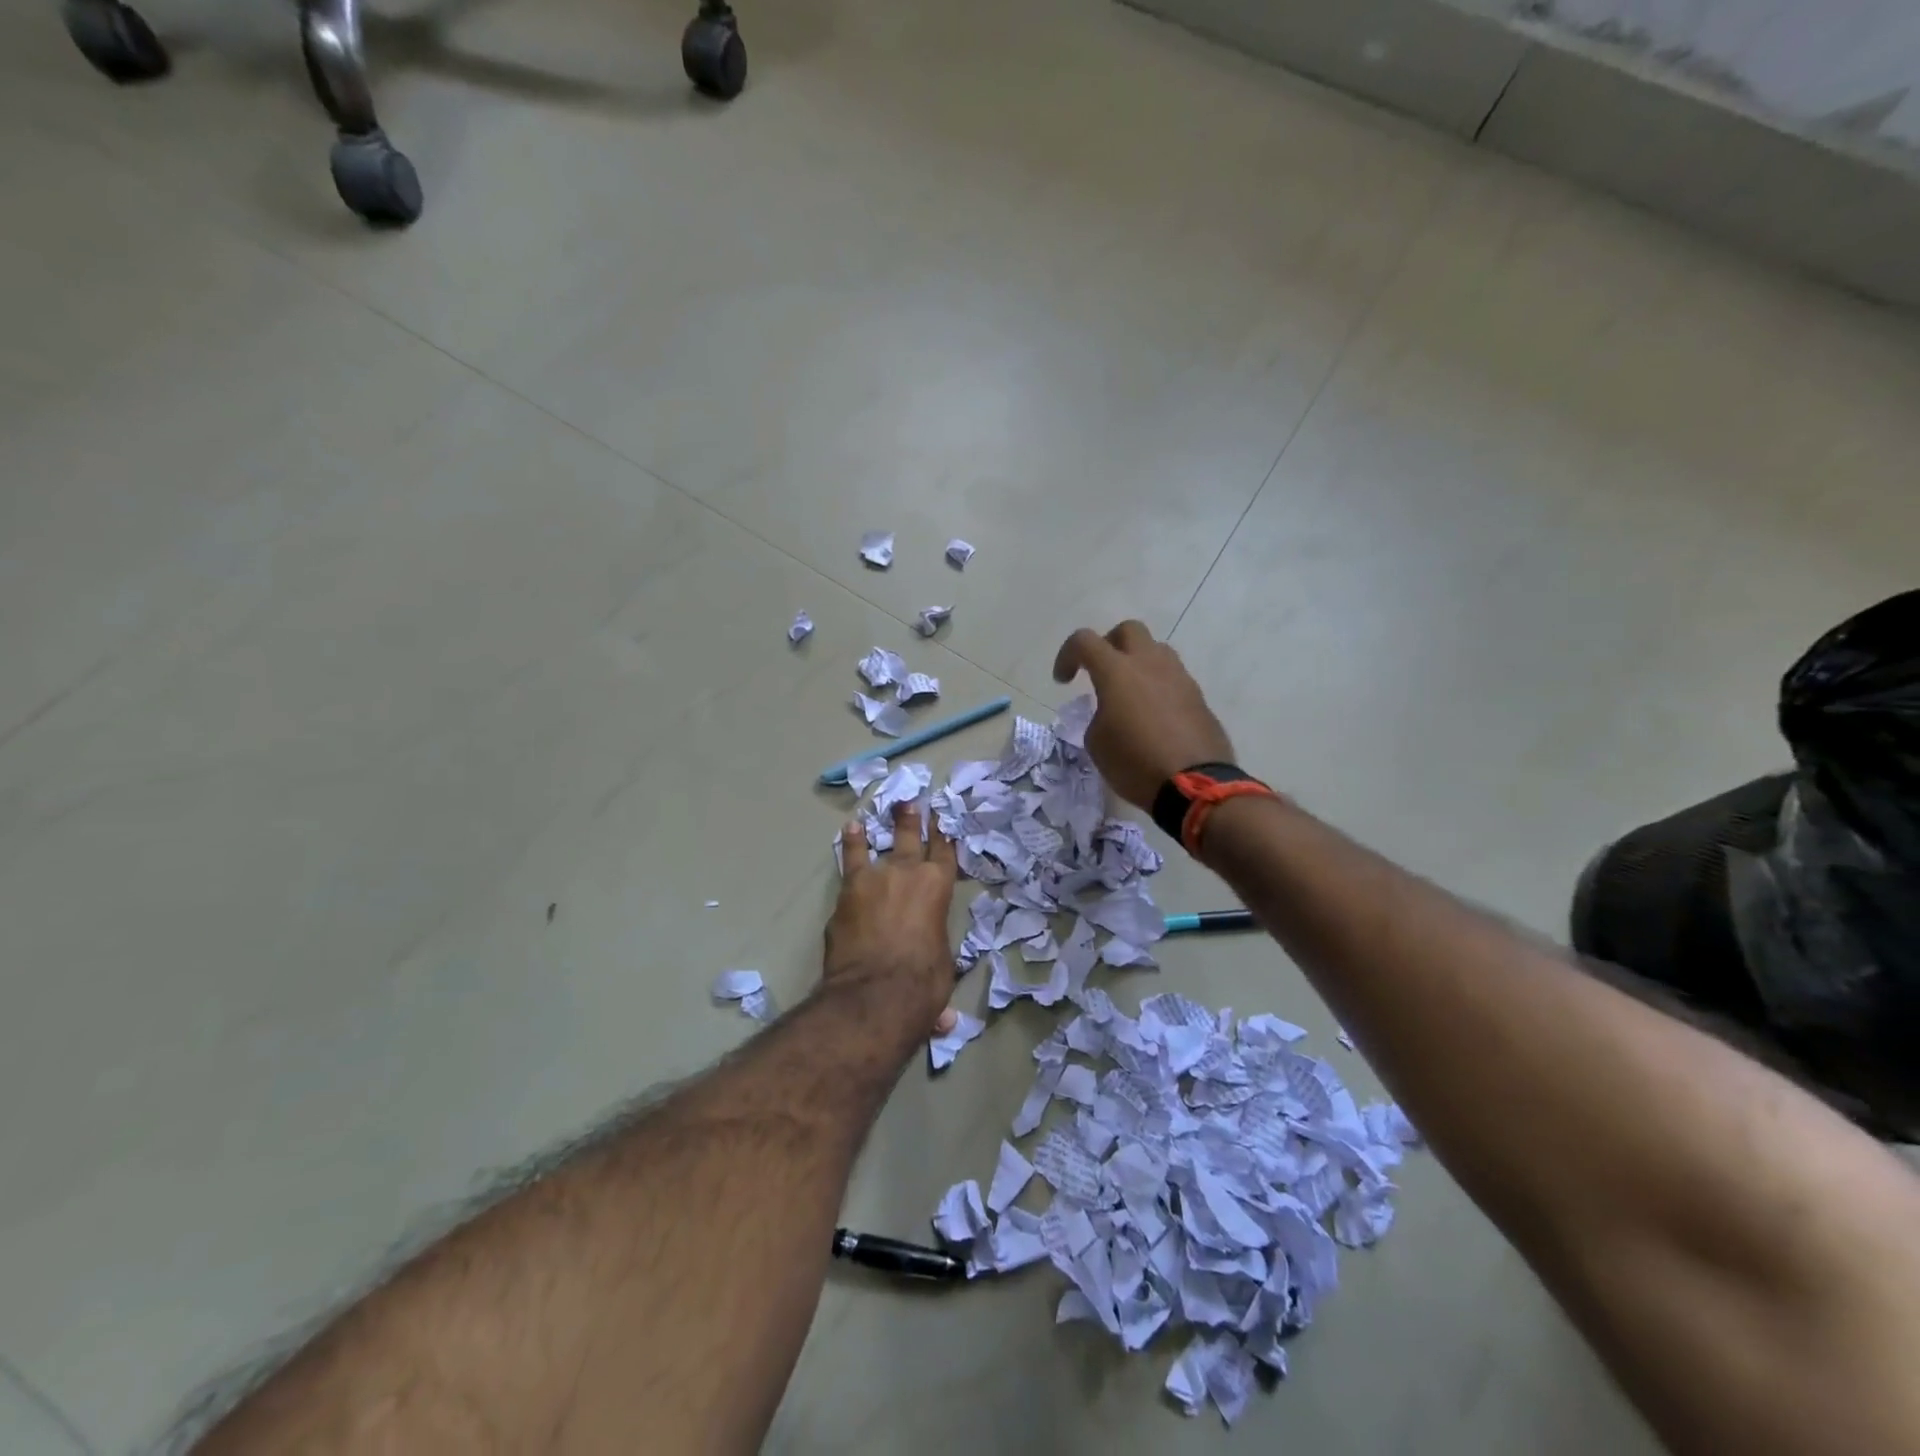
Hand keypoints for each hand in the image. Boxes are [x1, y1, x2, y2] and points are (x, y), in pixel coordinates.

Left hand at [827, 801, 960, 1036]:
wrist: (875, 992)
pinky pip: (850, 863)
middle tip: (909, 803)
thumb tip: (942, 1020)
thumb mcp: (940, 975)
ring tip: (874, 814)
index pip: (944, 854)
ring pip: (876, 846)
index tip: (942, 819)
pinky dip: (849, 848)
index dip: (944, 835)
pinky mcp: (847, 892)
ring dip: (876, 829)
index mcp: (938, 889)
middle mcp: (908, 874)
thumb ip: (935, 978)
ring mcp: (875, 879)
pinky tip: (848, 835)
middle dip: (911, 820)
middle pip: (910, 839)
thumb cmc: (921, 984)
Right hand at [1052, 620, 1235, 809]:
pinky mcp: (1198, 696)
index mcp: (1117, 671)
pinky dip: (1158, 686)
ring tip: (1129, 693)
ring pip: (1156, 650)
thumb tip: (1112, 712)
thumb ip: (1098, 715)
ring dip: (1138, 663)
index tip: (1063, 681)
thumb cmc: (1135, 763)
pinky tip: (1153, 715)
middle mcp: (1150, 664)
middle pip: (1128, 630)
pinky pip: (1173, 678)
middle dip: (1109, 644)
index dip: (1067, 655)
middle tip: (1100, 672)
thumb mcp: (1097, 743)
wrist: (1195, 785)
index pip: (1084, 641)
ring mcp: (1179, 677)